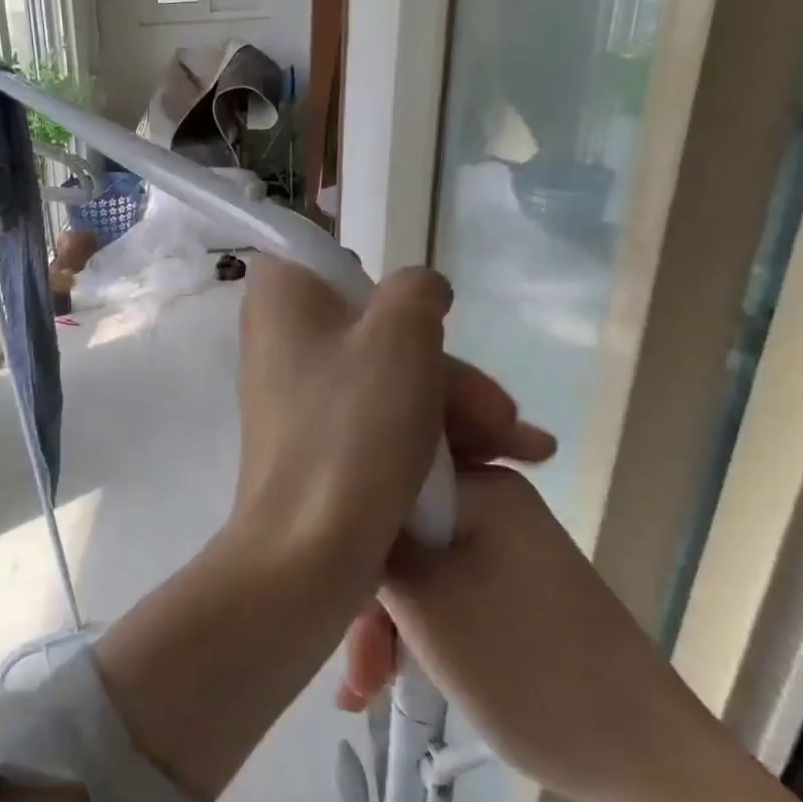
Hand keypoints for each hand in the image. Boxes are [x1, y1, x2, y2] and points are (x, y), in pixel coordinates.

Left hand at [233, 257, 551, 578]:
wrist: (310, 548)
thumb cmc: (351, 428)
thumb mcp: (400, 336)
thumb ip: (416, 291)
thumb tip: (419, 291)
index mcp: (281, 298)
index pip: (316, 252)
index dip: (371, 276)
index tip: (412, 312)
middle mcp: (282, 338)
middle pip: (375, 326)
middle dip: (447, 369)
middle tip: (500, 414)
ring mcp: (300, 393)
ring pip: (388, 376)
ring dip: (456, 407)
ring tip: (521, 450)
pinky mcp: (319, 440)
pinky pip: (377, 416)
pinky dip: (429, 433)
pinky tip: (497, 462)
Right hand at [339, 464, 713, 801]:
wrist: (646, 765)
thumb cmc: (527, 670)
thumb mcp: (425, 603)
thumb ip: (372, 547)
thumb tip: (336, 507)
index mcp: (483, 487)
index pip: (385, 483)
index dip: (347, 534)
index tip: (327, 592)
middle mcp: (494, 503)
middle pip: (397, 534)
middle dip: (366, 599)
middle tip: (355, 668)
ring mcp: (505, 547)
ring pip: (415, 570)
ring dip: (384, 626)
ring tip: (363, 690)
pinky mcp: (511, 588)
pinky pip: (443, 593)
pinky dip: (414, 633)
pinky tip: (388, 680)